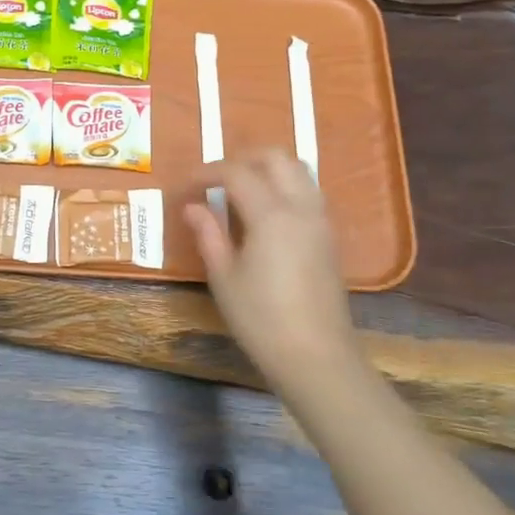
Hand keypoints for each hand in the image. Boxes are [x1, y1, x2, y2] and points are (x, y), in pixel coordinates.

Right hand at [184, 149, 355, 393]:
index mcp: (271, 214)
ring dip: (267, 170)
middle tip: (215, 180)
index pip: (236, 173)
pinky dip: (283, 187)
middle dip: (242, 159)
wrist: (316, 356)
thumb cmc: (261, 319)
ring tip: (239, 192)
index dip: (207, 172)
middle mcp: (301, 207)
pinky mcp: (329, 238)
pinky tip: (263, 215)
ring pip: (298, 171)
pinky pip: (307, 193)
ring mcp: (320, 221)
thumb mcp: (224, 277)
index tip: (186, 185)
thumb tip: (192, 206)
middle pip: (276, 158)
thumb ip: (208, 234)